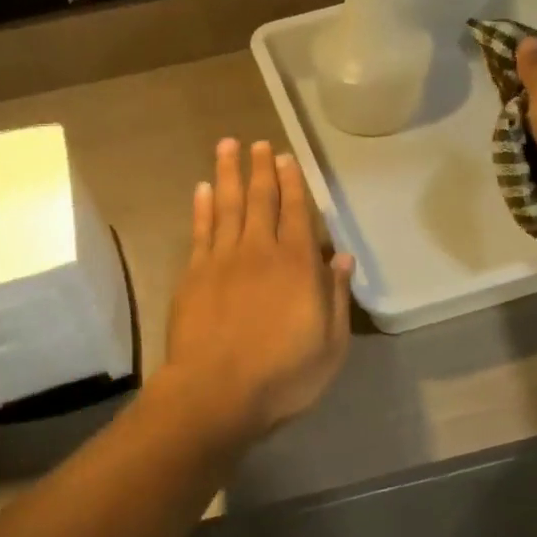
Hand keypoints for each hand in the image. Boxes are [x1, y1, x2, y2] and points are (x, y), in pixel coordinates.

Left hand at [161, 139, 354, 439]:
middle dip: (262, 168)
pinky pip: (200, 231)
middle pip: (261, 200)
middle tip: (259, 143)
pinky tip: (203, 188)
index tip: (288, 158)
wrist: (215, 392)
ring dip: (229, 173)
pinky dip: (203, 207)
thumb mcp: (330, 346)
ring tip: (228, 146)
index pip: (297, 212)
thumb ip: (336, 297)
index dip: (293, 182)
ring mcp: (222, 260)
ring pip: (228, 205)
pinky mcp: (193, 275)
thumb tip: (343, 257)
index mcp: (298, 265)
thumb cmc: (282, 376)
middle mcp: (260, 251)